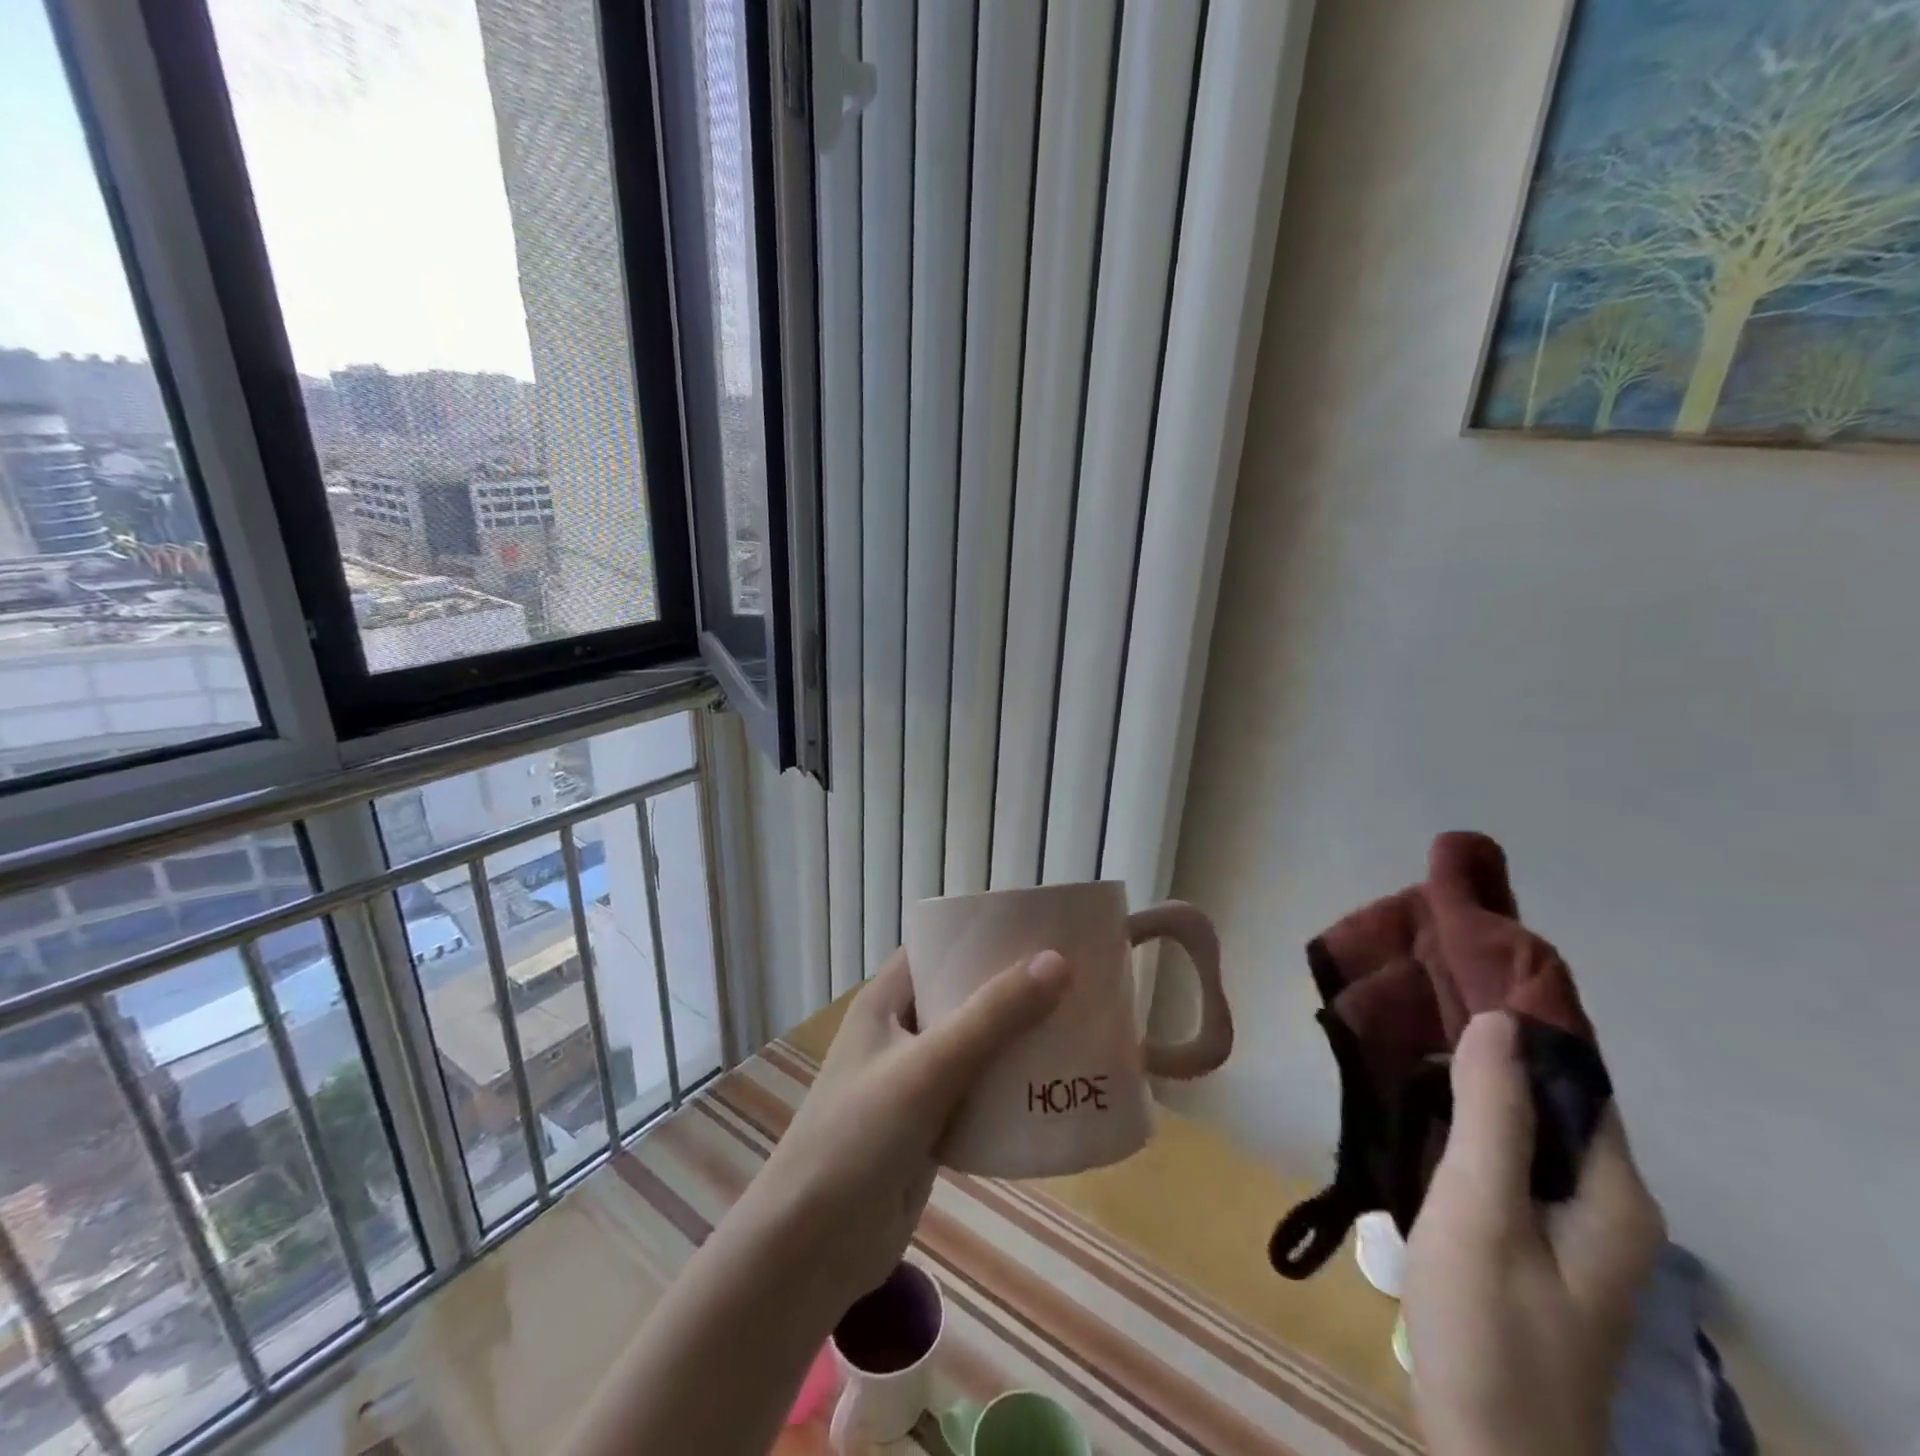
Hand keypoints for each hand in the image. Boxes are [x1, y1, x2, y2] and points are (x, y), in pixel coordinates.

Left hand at [747, 946, 1072, 1301]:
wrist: (813, 1250)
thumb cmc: (859, 1137)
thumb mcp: (928, 1067)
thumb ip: (993, 1016)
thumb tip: (1058, 960)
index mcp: (885, 1003)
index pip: (937, 950)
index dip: (982, 937)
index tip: (1039, 930)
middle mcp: (899, 1034)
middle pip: (962, 997)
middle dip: (1012, 991)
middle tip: (1073, 980)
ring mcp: (913, 1083)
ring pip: (974, 1048)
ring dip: (1016, 1041)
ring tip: (1076, 1026)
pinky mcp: (928, 1128)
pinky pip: (977, 1095)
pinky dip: (1009, 1089)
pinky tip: (1053, 1088)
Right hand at [1405, 1012, 1664, 1455]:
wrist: (1488, 1453)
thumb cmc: (1489, 1327)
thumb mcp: (1480, 1209)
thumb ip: (1493, 1114)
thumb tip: (1498, 1018)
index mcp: (1614, 1193)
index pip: (1578, 1078)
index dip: (1525, 1023)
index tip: (1459, 974)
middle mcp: (1604, 1204)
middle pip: (1550, 1101)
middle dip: (1488, 1048)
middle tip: (1415, 1001)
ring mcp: (1567, 1228)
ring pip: (1521, 1129)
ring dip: (1470, 1085)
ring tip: (1405, 1038)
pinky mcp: (1529, 1243)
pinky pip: (1502, 1160)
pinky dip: (1462, 1123)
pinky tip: (1414, 1106)